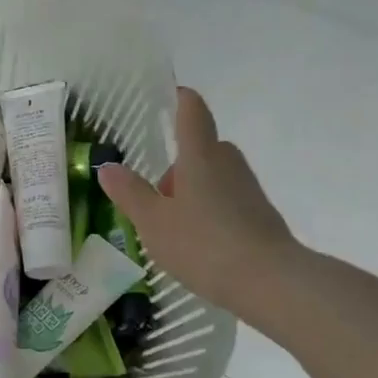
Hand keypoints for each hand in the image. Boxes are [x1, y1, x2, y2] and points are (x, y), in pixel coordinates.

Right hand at [98, 88, 301, 319]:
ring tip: (173, 225)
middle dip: (180, 163)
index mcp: (199, 156)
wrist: (270, 282)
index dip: (181, 99)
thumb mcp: (153, 222)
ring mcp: (248, 189)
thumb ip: (130, 193)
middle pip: (203, 148)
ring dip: (194, 189)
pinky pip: (229, 200)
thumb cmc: (203, 244)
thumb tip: (107, 166)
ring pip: (215, 176)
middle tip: (157, 193)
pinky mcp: (261, 215)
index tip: (172, 94)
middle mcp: (227, 164)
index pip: (192, 112)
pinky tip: (199, 243)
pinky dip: (211, 210)